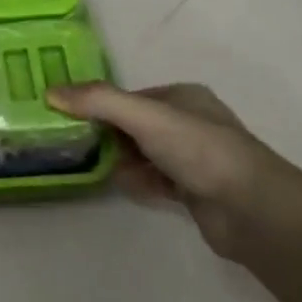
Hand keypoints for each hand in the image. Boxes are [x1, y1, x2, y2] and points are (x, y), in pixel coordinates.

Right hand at [46, 82, 301, 266]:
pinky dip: (142, 185)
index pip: (130, 97)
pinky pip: (156, 182)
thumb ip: (98, 102)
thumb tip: (50, 92)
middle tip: (83, 150)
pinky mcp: (195, 191)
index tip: (72, 123)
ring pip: (144, 156)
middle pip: (134, 126)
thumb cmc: (199, 150)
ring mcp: (194, 158)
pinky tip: (133, 190)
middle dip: (111, 139)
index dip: (102, 108)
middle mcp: (190, 122)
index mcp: (183, 96)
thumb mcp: (144, 117)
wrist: (251, 209)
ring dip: (125, 164)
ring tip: (110, 172)